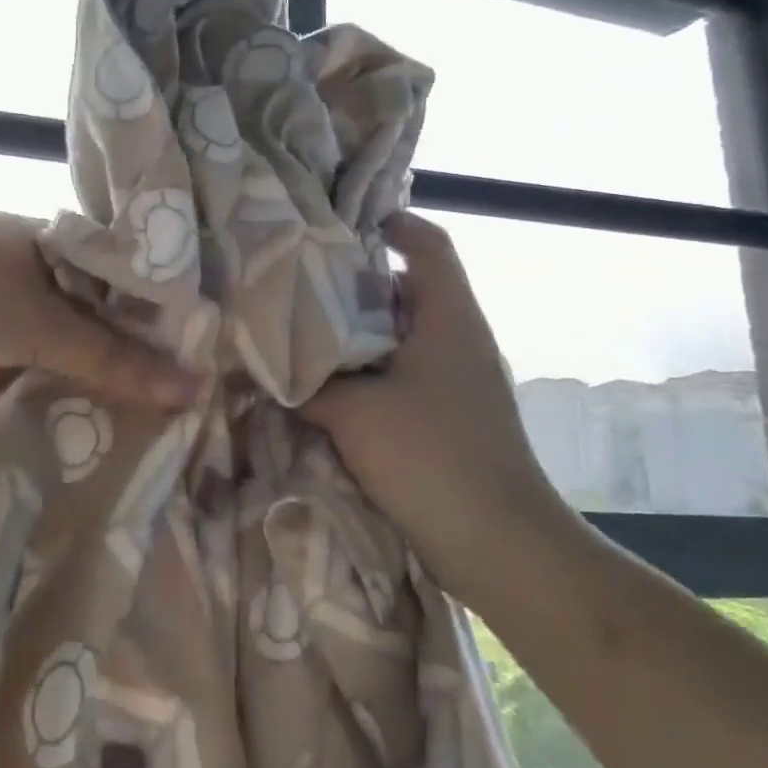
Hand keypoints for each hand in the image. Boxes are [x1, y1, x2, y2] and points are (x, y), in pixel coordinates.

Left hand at [0, 183, 198, 408]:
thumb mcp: (45, 324)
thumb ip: (114, 361)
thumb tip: (195, 388)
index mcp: (53, 252)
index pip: (115, 294)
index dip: (142, 335)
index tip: (171, 382)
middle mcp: (16, 271)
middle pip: (66, 330)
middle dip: (84, 374)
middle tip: (122, 425)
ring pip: (14, 357)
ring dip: (25, 393)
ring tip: (64, 444)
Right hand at [302, 213, 582, 598]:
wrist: (499, 544)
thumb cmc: (431, 457)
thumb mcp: (354, 413)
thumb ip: (308, 384)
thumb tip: (269, 367)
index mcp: (449, 316)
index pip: (428, 245)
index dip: (392, 223)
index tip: (341, 224)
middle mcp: (460, 337)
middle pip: (409, 286)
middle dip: (357, 281)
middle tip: (301, 279)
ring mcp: (459, 378)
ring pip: (404, 332)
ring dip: (360, 330)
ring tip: (305, 328)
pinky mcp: (451, 413)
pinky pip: (405, 371)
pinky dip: (370, 367)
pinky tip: (331, 381)